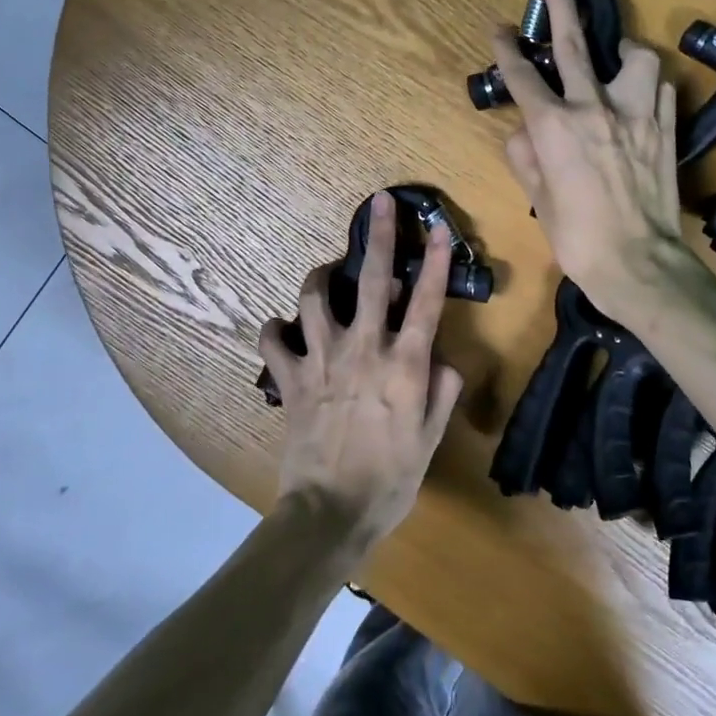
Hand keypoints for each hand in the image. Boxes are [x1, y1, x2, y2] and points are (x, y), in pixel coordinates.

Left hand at [257, 192, 464, 550]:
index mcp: (404, 364)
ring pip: (315, 297)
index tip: (439, 228)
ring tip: (327, 274)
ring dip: (321, 277)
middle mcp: (363, 349)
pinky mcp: (290, 378)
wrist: (330, 512)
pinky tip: (283, 329)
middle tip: (379, 203)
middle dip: (379, 236)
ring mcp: (321, 360)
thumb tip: (442, 360)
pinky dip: (275, 328)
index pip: (426, 301)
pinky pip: (272, 339)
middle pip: (372, 280)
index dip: (436, 261)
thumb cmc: (390, 479)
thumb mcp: (431, 438)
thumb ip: (442, 391)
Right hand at [489, 0, 685, 315]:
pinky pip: (661, 89)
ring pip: (635, 57)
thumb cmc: (578, 238)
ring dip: (622, 52)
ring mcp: (636, 115)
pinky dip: (649, 85)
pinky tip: (640, 95)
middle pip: (572, 45)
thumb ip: (525, 156)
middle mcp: (594, 109)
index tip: (501, 29)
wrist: (637, 264)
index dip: (508, 49)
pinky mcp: (665, 129)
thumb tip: (524, 133)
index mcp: (554, 127)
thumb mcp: (538, 199)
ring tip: (615, 59)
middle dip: (559, 5)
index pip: (523, 76)